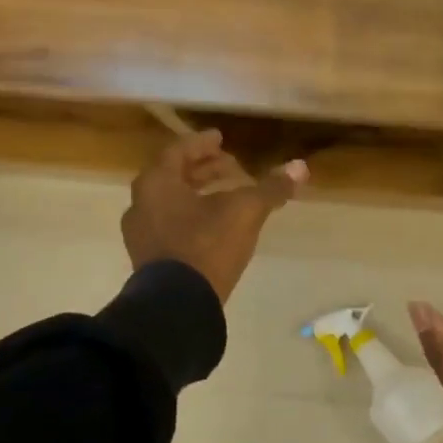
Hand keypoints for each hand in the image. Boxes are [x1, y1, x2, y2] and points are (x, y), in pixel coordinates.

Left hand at [121, 130, 307, 302]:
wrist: (178, 304)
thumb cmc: (207, 245)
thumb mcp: (245, 212)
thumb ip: (270, 188)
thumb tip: (300, 166)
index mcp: (157, 183)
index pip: (178, 151)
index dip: (202, 143)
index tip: (220, 138)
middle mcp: (142, 203)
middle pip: (173, 176)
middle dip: (203, 169)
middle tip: (229, 165)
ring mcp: (141, 234)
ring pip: (170, 202)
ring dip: (197, 193)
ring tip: (226, 195)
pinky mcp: (149, 259)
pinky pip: (170, 225)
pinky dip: (191, 216)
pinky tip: (214, 226)